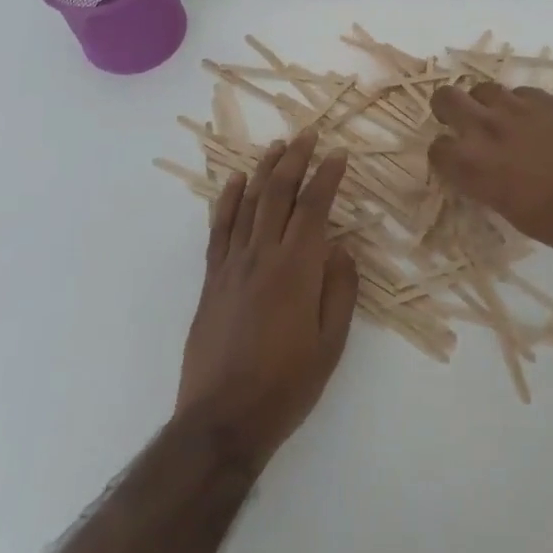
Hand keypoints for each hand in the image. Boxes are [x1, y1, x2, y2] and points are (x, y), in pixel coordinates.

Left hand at [175, 132, 359, 473]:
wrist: (222, 419)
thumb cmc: (287, 385)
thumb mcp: (331, 343)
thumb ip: (340, 289)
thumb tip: (340, 248)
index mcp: (297, 269)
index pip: (314, 207)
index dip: (327, 176)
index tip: (339, 154)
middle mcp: (263, 255)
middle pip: (279, 194)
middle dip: (295, 159)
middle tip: (308, 134)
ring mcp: (232, 264)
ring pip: (249, 203)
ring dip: (264, 170)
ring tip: (277, 146)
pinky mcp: (211, 279)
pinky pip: (219, 229)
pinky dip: (228, 200)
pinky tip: (235, 182)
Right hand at [428, 82, 552, 260]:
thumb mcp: (510, 210)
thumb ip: (487, 183)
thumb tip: (482, 172)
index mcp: (473, 166)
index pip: (437, 148)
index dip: (443, 155)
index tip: (454, 161)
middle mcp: (487, 130)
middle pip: (446, 98)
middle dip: (447, 108)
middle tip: (460, 122)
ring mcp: (517, 109)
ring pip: (483, 88)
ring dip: (484, 103)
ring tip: (500, 119)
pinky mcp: (547, 99)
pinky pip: (521, 92)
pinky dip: (520, 104)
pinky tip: (535, 121)